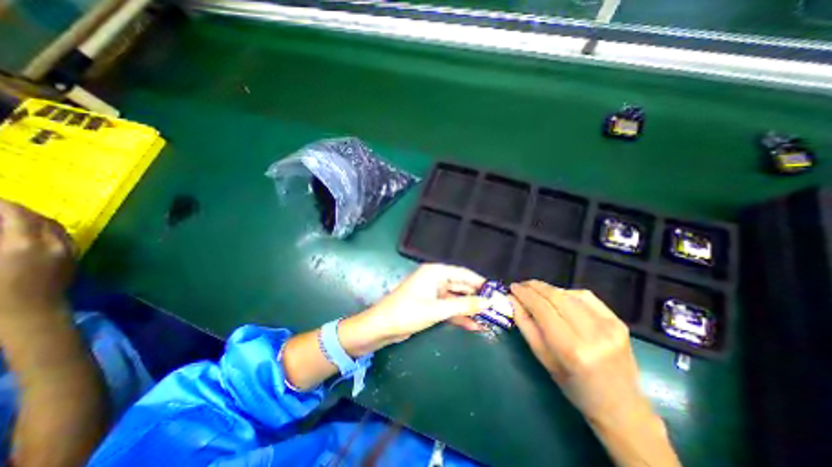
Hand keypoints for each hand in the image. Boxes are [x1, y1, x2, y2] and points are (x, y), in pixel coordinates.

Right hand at [0, 199, 73, 318]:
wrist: (30, 314)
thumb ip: (1, 238)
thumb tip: (6, 229)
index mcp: (25, 243)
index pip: (17, 214)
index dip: (0, 204)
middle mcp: (55, 243)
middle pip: (39, 218)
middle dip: (15, 211)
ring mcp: (69, 251)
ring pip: (55, 227)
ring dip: (33, 220)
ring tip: (9, 219)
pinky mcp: (74, 258)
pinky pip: (63, 238)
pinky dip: (46, 231)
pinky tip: (30, 234)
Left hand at [340, 265, 487, 355]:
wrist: (381, 327)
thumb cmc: (408, 312)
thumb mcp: (438, 309)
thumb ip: (464, 305)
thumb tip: (488, 303)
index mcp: (436, 272)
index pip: (464, 274)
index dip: (481, 283)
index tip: (496, 292)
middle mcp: (436, 279)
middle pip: (462, 286)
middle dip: (477, 298)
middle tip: (496, 309)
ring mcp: (433, 293)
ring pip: (457, 299)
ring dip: (470, 309)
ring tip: (489, 320)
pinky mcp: (431, 305)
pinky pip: (449, 308)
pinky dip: (460, 316)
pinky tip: (474, 326)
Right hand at [511, 279, 660, 431]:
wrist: (622, 406)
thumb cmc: (574, 387)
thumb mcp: (543, 359)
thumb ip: (525, 325)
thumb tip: (512, 299)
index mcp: (572, 349)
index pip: (542, 309)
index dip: (525, 294)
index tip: (512, 287)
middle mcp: (593, 334)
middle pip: (556, 297)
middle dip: (534, 287)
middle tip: (521, 286)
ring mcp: (610, 326)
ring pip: (569, 293)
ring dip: (548, 289)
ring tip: (536, 292)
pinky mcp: (619, 321)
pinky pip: (586, 296)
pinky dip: (567, 293)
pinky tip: (559, 298)